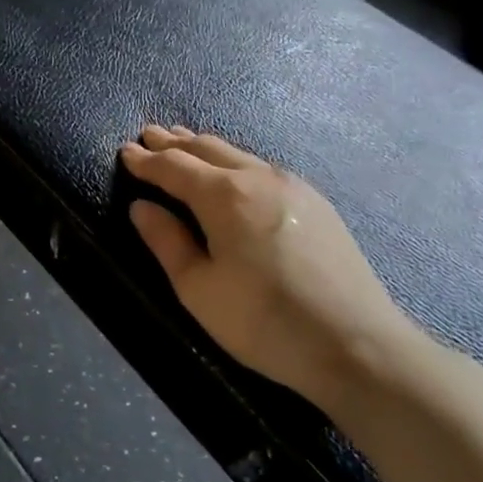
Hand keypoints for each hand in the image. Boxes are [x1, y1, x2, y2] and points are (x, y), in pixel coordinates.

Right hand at [120, 126, 415, 411]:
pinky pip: (262, 168)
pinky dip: (234, 161)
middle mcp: (259, 178)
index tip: (124, 151)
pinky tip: (232, 171)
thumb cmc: (263, 321)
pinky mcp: (317, 203)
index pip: (173, 167)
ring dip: (205, 147)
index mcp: (224, 196)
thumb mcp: (198, 289)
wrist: (358, 345)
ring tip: (183, 143)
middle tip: (149, 136)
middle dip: (174, 143)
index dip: (145, 160)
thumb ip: (166, 241)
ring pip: (238, 155)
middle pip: (207, 148)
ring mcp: (294, 186)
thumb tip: (141, 206)